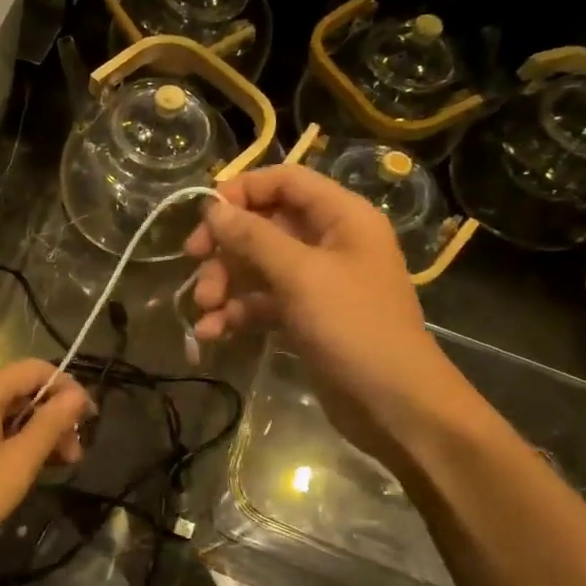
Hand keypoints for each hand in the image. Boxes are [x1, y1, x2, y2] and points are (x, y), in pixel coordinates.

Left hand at [0, 360, 93, 568]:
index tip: (90, 422)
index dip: (68, 389)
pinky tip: (26, 471)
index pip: (37, 369)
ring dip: (37, 434)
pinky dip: (14, 444)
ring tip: (57, 469)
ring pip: (8, 412)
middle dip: (54, 417)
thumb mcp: (15, 464)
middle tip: (74, 457)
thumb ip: (49, 426)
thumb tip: (77, 395)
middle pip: (23, 390)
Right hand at [185, 165, 473, 455]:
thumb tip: (212, 207)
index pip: (285, 181)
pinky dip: (236, 313)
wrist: (393, 404)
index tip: (204, 215)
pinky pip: (261, 302)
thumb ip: (253, 237)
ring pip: (256, 266)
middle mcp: (329, 242)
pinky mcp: (304, 317)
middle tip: (192, 263)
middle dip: (225, 247)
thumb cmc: (353, 327)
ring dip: (224, 283)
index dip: (242, 191)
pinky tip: (212, 333)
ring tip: (203, 310)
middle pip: (264, 225)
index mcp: (342, 217)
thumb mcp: (300, 275)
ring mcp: (316, 282)